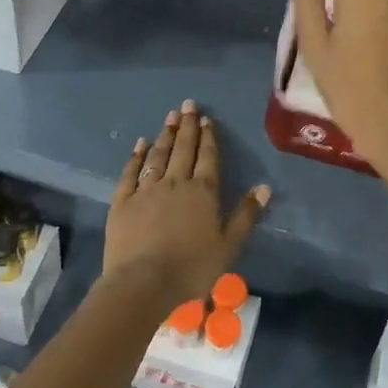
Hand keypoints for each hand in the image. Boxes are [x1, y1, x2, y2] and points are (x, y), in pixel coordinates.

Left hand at [106, 100, 270, 309]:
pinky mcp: (123, 200)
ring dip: (165, 135)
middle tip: (188, 105)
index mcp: (203, 192)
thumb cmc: (192, 268)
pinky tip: (140, 144)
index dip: (209, 137)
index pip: (208, 157)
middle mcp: (175, 182)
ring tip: (170, 117)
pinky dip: (136, 156)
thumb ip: (246, 215)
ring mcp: (146, 189)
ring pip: (158, 155)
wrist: (144, 282)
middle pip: (183, 149)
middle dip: (187, 126)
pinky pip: (131, 172)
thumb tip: (264, 187)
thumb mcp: (229, 246)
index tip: (207, 118)